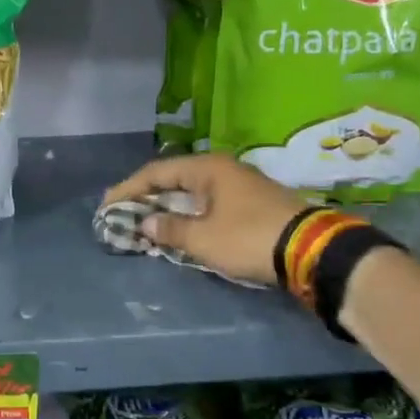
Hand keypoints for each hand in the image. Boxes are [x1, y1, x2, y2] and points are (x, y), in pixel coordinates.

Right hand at [103, 153, 307, 287]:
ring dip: (167, 208)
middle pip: (173, 179)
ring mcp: (240, 186)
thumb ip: (169, 229)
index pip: (156, 172)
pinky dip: (188, 215)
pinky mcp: (252, 204)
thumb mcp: (203, 238)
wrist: (312, 250)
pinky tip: (179, 229)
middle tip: (122, 214)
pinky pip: (208, 204)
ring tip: (145, 223)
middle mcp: (222, 170)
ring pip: (192, 193)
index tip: (107, 205)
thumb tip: (145, 222)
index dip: (128, 189)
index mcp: (207, 168)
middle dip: (146, 198)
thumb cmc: (249, 238)